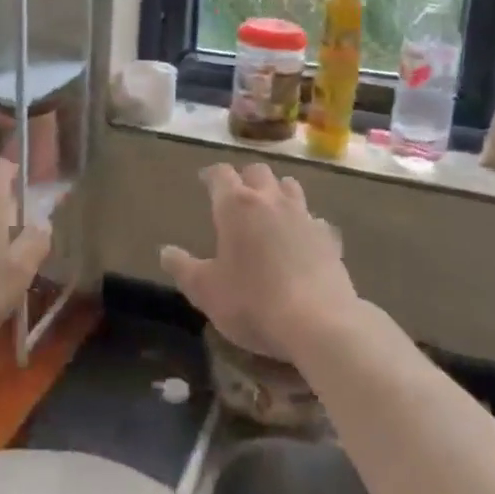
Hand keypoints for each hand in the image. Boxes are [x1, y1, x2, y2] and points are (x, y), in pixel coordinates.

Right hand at [160, 162, 357, 363]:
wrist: (318, 322)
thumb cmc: (252, 302)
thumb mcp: (206, 291)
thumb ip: (183, 268)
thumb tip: (165, 251)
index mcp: (236, 206)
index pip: (221, 174)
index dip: (211, 175)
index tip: (204, 180)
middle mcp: (271, 200)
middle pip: (258, 172)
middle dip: (245, 178)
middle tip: (237, 195)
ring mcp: (304, 215)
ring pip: (290, 187)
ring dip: (277, 191)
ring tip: (270, 210)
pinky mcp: (329, 237)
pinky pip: (315, 219)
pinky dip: (305, 223)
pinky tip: (302, 240)